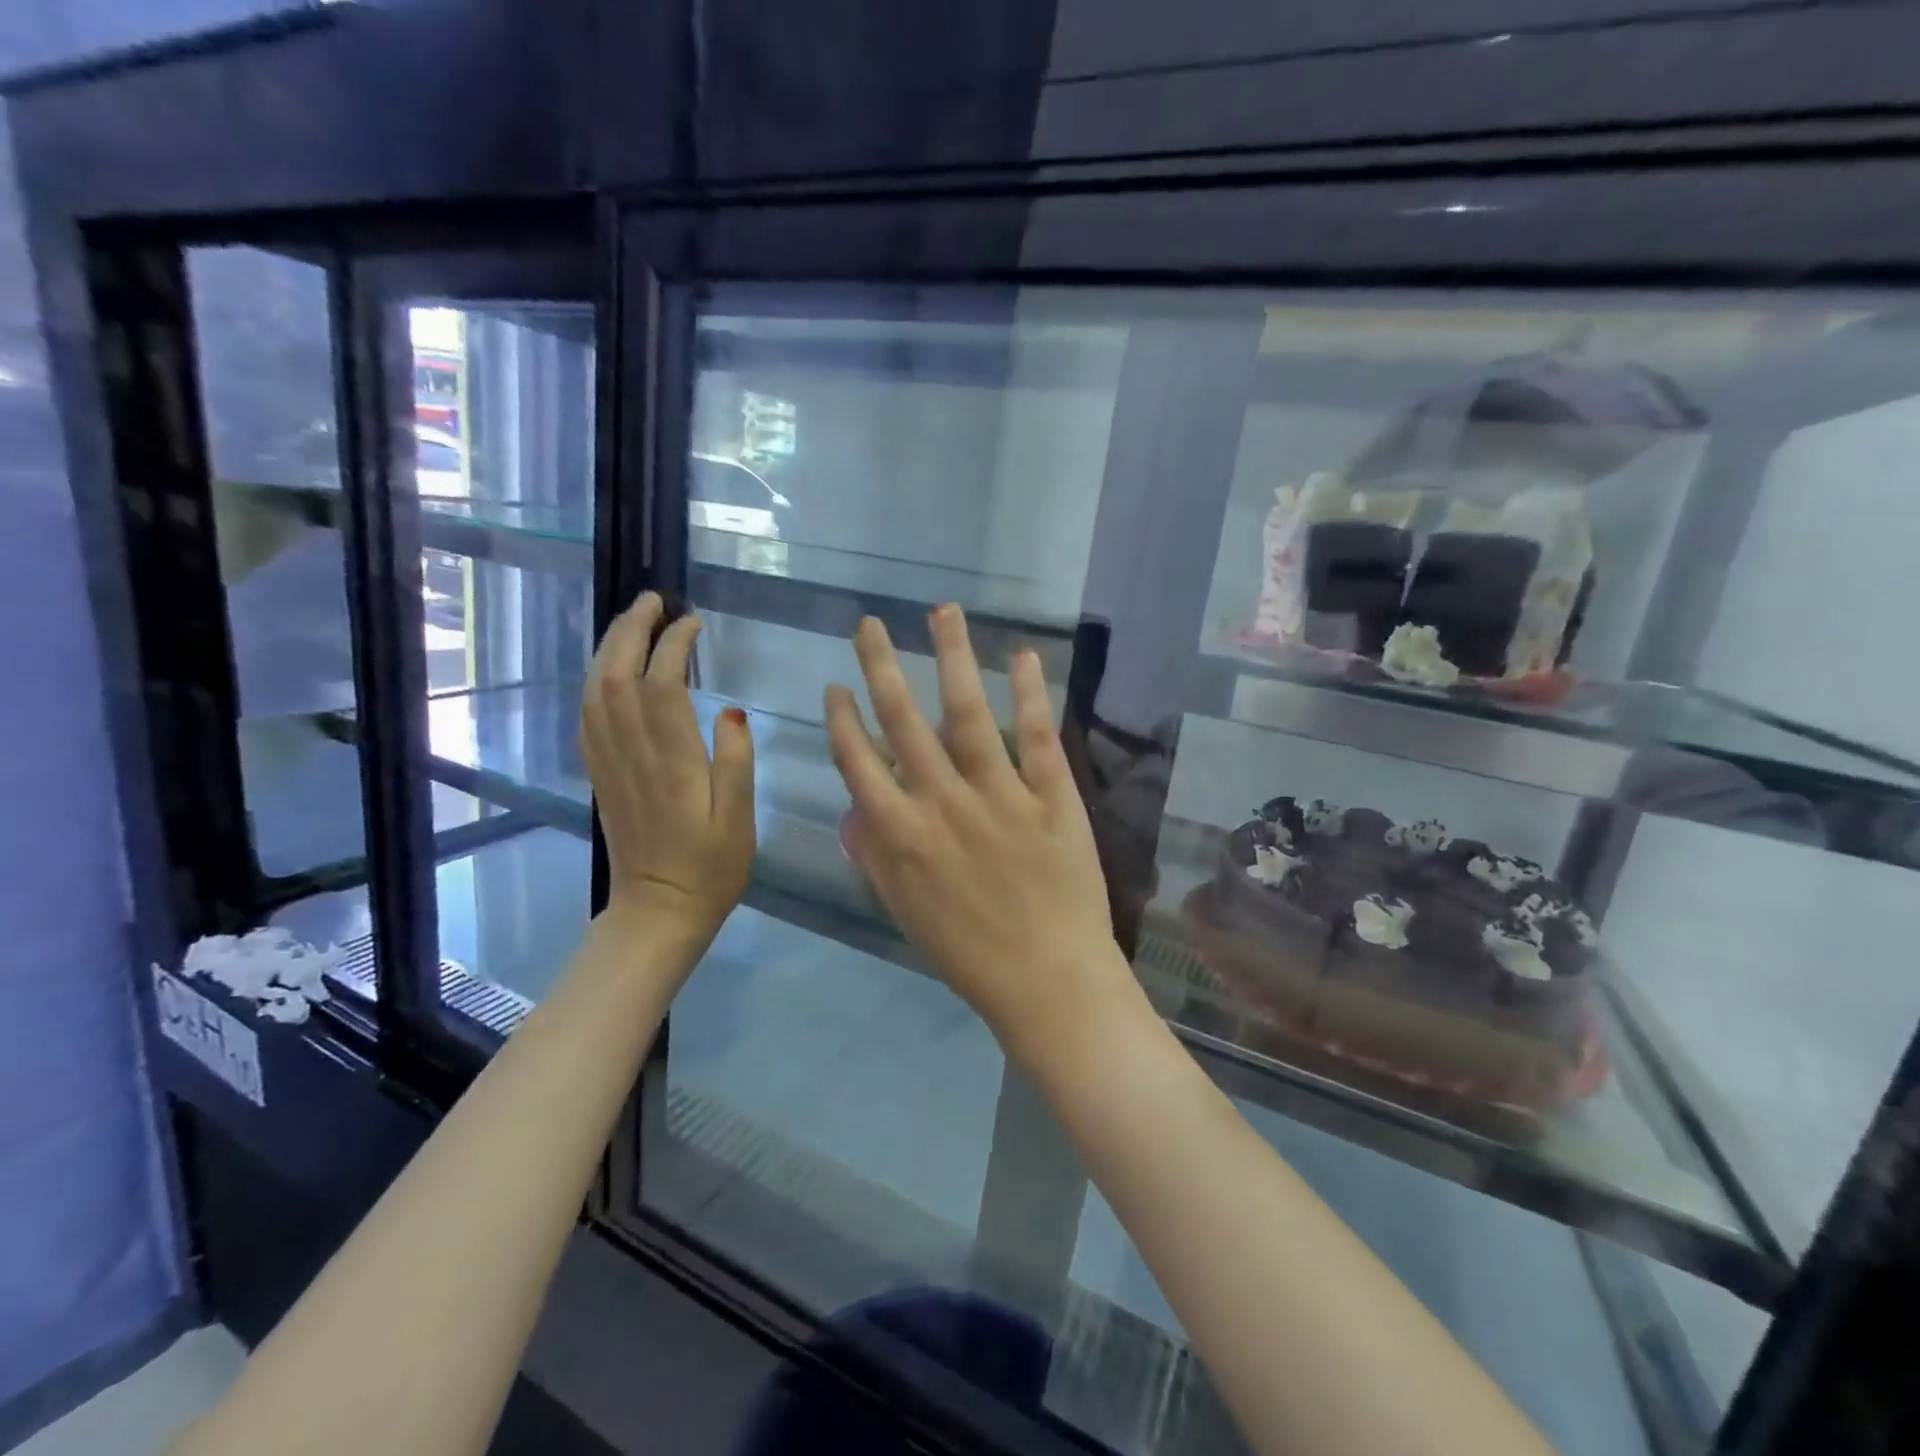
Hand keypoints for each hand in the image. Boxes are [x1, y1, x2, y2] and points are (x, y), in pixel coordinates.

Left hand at [581, 592, 754, 939]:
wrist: (658, 912)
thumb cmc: (712, 867)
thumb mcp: (740, 819)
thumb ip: (737, 761)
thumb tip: (733, 710)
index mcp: (672, 764)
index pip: (662, 686)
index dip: (673, 645)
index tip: (694, 622)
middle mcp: (633, 756)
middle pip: (617, 677)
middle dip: (631, 631)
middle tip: (654, 600)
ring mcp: (609, 765)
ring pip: (596, 692)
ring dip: (609, 649)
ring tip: (632, 621)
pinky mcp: (601, 776)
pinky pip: (588, 717)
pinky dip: (596, 682)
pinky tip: (610, 670)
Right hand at [825, 606, 1133, 1068]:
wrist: (1048, 982)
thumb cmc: (969, 954)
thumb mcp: (905, 912)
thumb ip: (874, 857)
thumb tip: (853, 808)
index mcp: (901, 833)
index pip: (858, 760)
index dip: (843, 719)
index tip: (836, 687)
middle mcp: (941, 802)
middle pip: (903, 720)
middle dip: (881, 666)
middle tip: (870, 623)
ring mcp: (999, 795)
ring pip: (967, 712)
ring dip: (952, 656)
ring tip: (943, 611)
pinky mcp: (1050, 798)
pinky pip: (1035, 736)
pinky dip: (1029, 693)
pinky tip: (1022, 655)